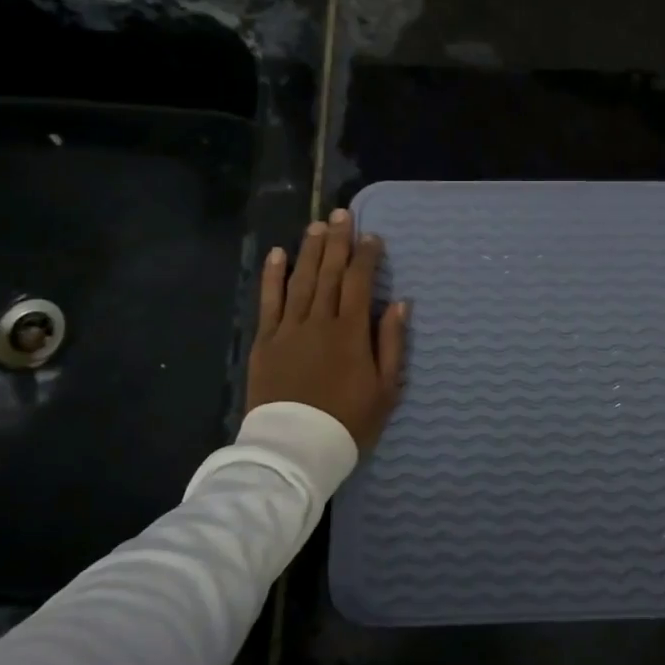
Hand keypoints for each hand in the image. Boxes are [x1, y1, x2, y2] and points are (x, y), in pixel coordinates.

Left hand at [247, 209, 407, 453]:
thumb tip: (399, 304)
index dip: (366, 256)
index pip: (358, 282)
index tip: (372, 236)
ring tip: (317, 226)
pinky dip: (273, 277)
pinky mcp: (265, 342)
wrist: (295, 449)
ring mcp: (288, 329)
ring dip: (309, 250)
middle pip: (329, 273)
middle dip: (337, 241)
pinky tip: (278, 255)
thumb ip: (391, 343)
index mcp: (350, 332)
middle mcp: (319, 321)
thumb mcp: (385, 389)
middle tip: (342, 214)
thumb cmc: (348, 422)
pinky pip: (269, 302)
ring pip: (301, 280)